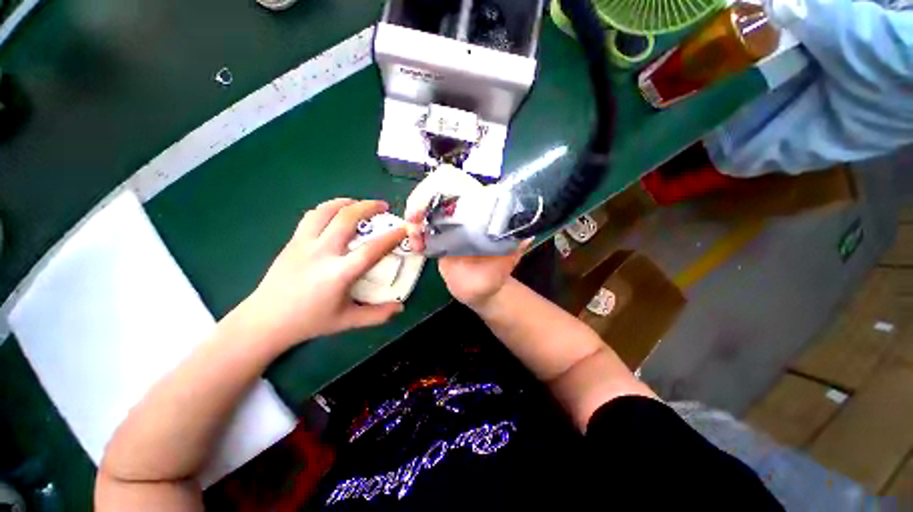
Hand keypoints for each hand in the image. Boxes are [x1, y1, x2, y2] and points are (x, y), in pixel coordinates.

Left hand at [233, 199, 406, 348]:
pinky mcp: (292, 241)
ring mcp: (304, 244)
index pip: (371, 249)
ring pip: (326, 210)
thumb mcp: (348, 321)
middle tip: (383, 206)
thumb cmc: (310, 321)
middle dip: (368, 206)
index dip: (391, 237)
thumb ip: (377, 314)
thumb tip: (401, 308)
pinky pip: (312, 216)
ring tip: (359, 204)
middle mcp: (322, 253)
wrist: (265, 321)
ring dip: (346, 202)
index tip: (403, 228)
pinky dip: (328, 209)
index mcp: (339, 274)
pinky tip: (336, 214)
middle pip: (347, 218)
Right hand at [403, 170, 529, 307]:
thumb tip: (527, 235)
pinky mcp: (438, 236)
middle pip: (434, 189)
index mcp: (480, 210)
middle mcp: (463, 212)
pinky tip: (416, 248)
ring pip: (424, 206)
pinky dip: (413, 233)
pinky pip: (420, 227)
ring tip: (415, 240)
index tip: (427, 204)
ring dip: (413, 218)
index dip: (438, 185)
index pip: (457, 182)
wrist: (480, 290)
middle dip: (419, 199)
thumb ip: (514, 249)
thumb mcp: (506, 261)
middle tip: (413, 219)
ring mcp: (449, 223)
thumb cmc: (494, 275)